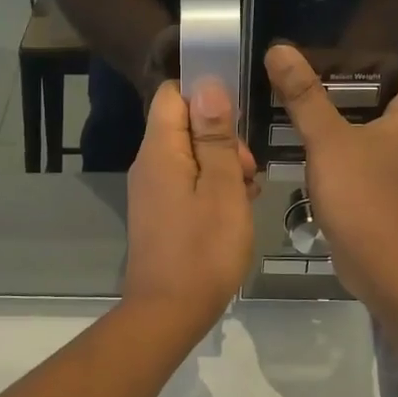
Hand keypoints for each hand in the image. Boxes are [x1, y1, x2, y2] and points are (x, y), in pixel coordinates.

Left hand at [122, 79, 257, 335]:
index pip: (173, 94)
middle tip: (249, 171)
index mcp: (160, 150)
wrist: (169, 313)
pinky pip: (186, 183)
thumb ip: (215, 136)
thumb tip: (207, 84)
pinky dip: (212, 188)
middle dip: (222, 138)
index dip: (207, 96)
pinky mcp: (159, 213)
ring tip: (248, 194)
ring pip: (190, 156)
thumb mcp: (222, 188)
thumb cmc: (203, 250)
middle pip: (184, 125)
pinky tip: (235, 211)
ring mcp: (151, 190)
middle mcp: (148, 164)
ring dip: (222, 166)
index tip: (239, 121)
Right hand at [264, 28, 397, 296]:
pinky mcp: (392, 186)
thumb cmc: (365, 195)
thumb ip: (304, 96)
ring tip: (318, 84)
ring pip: (386, 119)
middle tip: (330, 47)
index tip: (377, 16)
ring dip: (359, 102)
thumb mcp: (328, 140)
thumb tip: (281, 50)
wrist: (384, 265)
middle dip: (372, 66)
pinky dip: (353, 133)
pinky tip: (320, 133)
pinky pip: (374, 146)